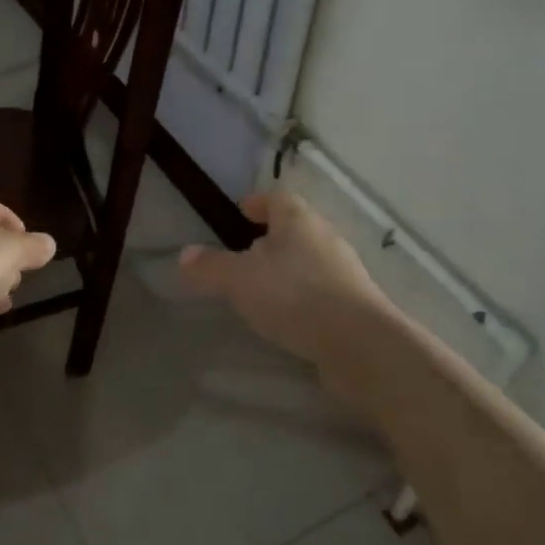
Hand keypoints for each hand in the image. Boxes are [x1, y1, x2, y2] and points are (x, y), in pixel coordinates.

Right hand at [179, 190, 400, 371]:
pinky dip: (304, 297)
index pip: (277, 199)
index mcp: (298, 220)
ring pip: (310, 260)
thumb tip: (184, 255)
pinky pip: (323, 291)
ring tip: (264, 288)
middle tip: (246, 252)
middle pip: (296, 229)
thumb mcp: (238, 280)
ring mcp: (346, 272)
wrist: (360, 345)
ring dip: (289, 270)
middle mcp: (325, 238)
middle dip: (272, 238)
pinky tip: (289, 317)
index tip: (241, 211)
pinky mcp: (357, 305)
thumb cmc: (294, 296)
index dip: (258, 203)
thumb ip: (210, 267)